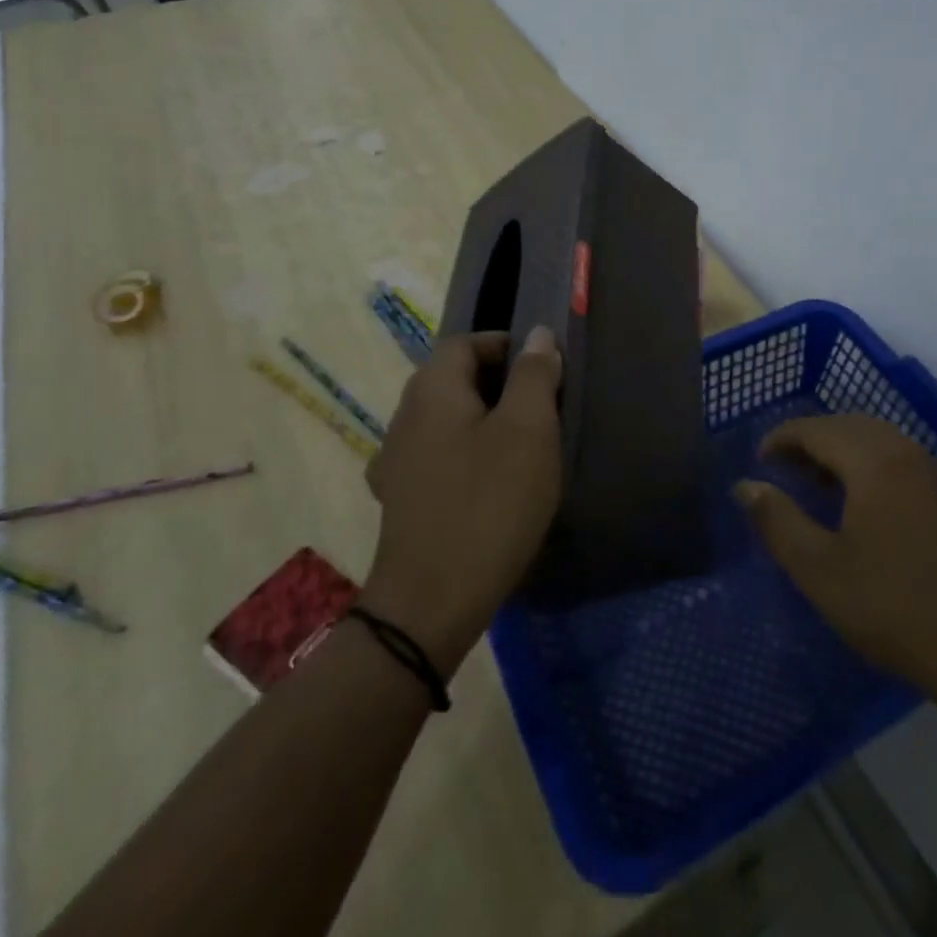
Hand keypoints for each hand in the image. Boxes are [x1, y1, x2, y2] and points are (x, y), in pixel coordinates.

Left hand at [361, 328, 562, 675]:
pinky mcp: (398, 499)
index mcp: (432, 390)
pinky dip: (464, 454)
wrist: (432, 602)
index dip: (504, 345)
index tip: (542, 367)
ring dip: (480, 419)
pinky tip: (486, 482)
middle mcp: (404, 417)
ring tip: (520, 443)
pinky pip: (435, 456)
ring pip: (443, 419)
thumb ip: (534, 375)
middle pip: (451, 379)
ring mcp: (394, 461)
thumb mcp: (529, 430)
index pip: (464, 343)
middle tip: (540, 405)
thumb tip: (536, 335)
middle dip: (496, 382)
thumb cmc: (490, 503)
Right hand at [736, 414, 936, 708]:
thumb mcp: (820, 570)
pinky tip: (859, 502)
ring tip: (814, 483)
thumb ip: (777, 521)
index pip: (816, 428)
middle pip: (848, 425)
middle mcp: (906, 453)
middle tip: (781, 469)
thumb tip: (745, 486)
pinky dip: (867, 462)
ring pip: (876, 439)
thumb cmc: (894, 607)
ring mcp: (934, 474)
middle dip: (810, 439)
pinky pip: (897, 458)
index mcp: (873, 461)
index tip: (758, 461)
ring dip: (839, 449)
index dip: (781, 438)